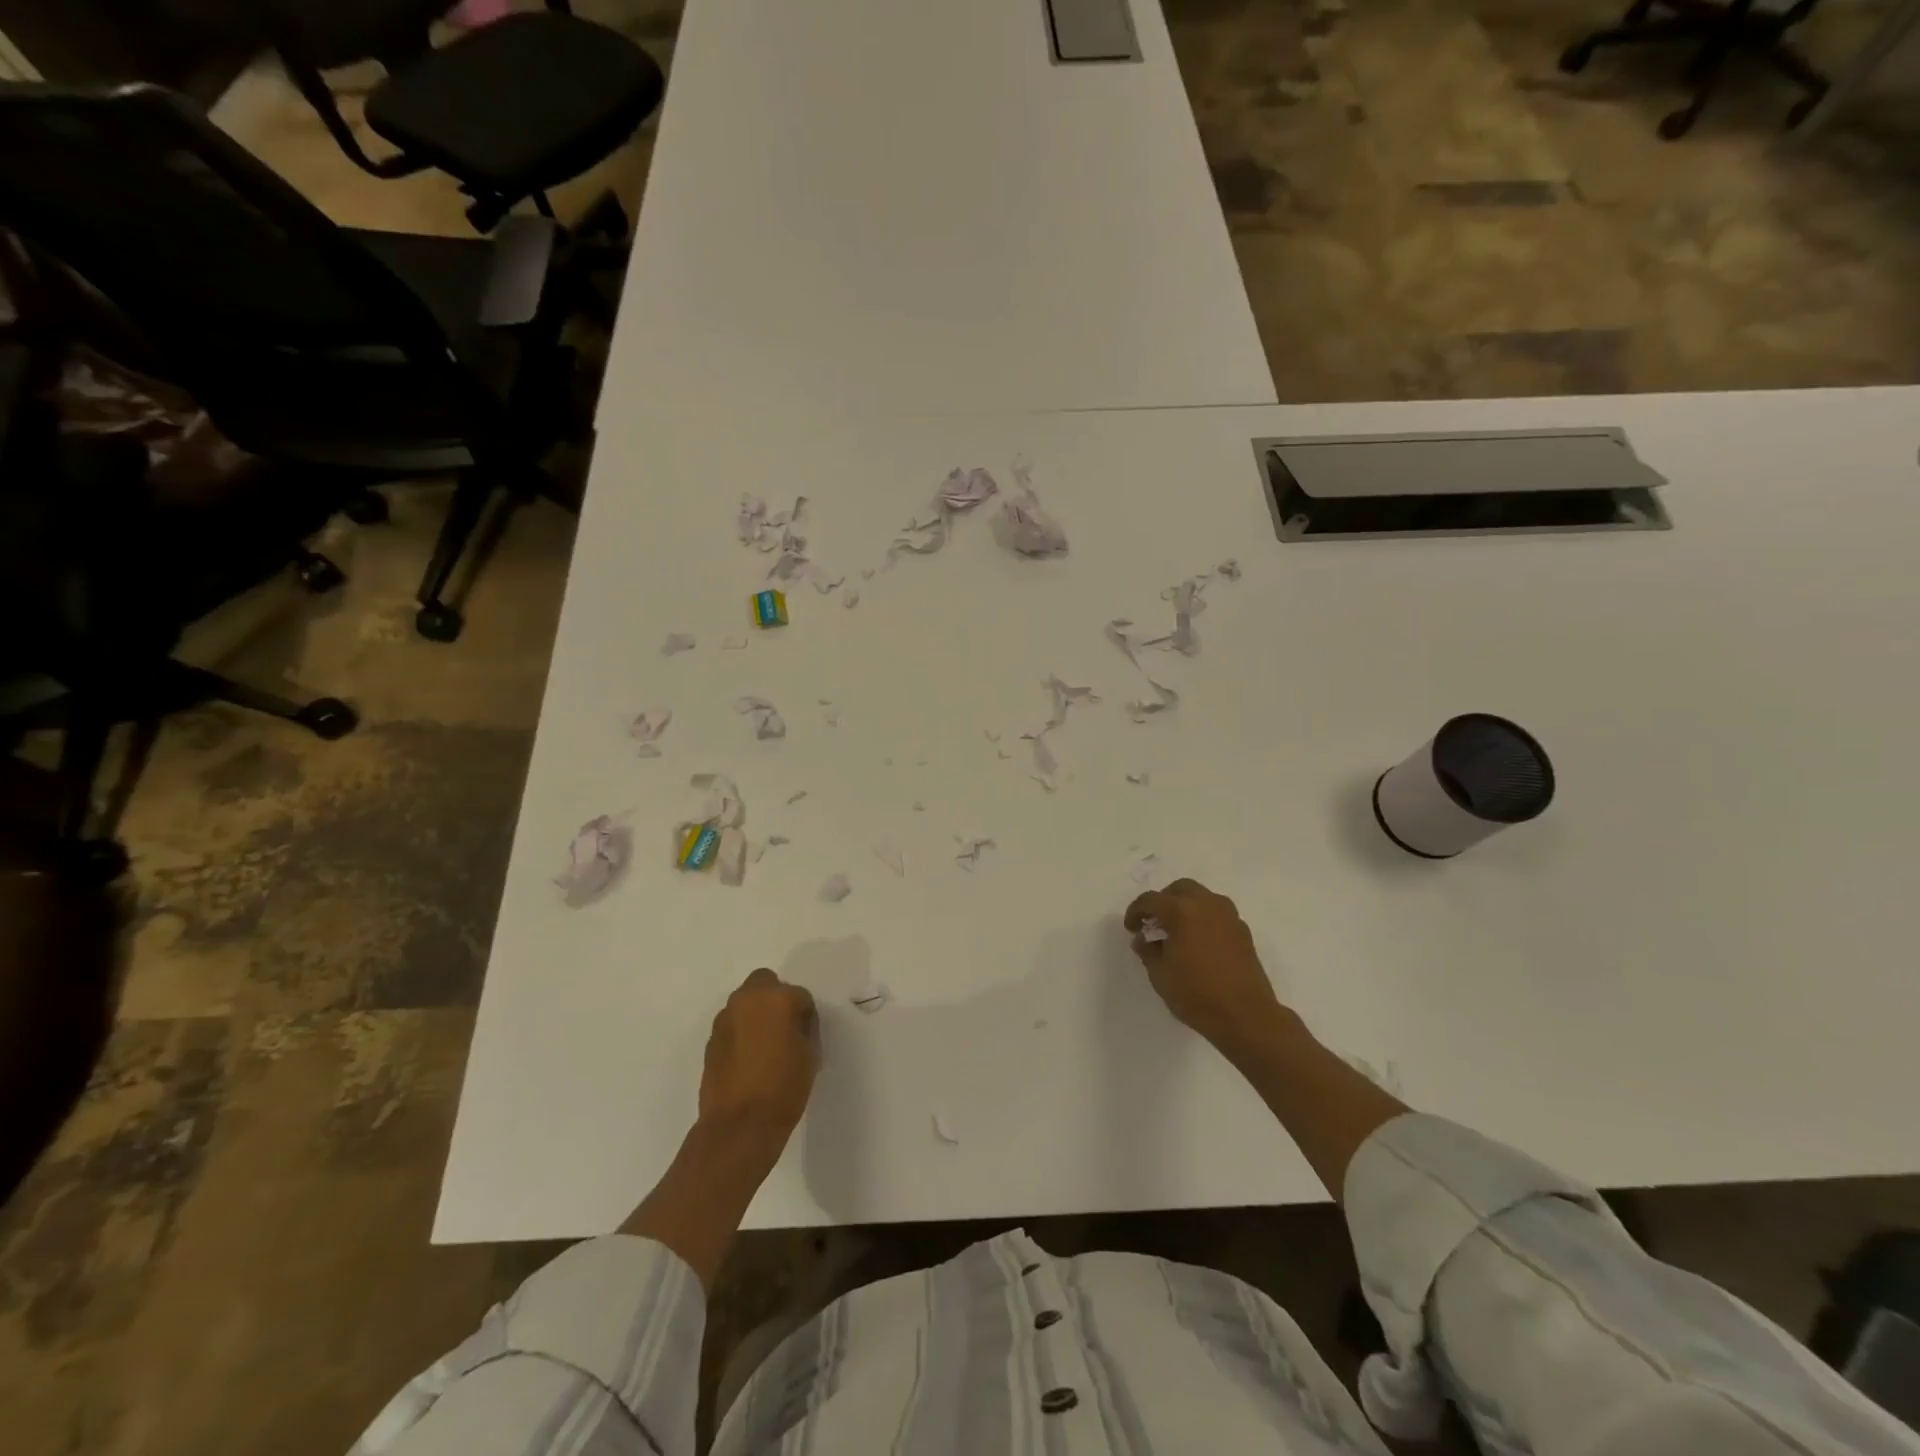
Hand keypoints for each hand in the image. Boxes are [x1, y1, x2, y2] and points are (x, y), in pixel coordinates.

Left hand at [698, 968, 818, 1145]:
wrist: (739, 1126)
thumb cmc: (784, 1088)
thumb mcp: (809, 1055)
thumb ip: (803, 1028)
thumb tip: (795, 1023)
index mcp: (778, 998)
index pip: (800, 995)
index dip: (806, 1016)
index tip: (807, 1035)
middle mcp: (748, 999)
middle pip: (765, 983)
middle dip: (776, 999)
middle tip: (784, 1029)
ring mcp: (725, 1019)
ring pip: (745, 1002)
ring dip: (756, 1014)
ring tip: (764, 1046)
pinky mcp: (711, 1040)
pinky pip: (732, 1025)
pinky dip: (741, 1033)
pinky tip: (748, 1059)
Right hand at [1124, 878, 1287, 1054]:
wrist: (1246, 1015)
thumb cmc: (1196, 994)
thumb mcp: (1160, 975)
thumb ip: (1148, 951)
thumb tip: (1144, 939)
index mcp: (1181, 911)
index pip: (1151, 900)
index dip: (1135, 912)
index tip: (1131, 928)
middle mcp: (1206, 904)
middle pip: (1180, 889)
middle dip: (1163, 901)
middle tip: (1154, 923)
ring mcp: (1228, 916)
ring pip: (1202, 897)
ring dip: (1186, 907)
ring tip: (1178, 932)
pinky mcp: (1243, 931)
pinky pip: (1218, 914)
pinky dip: (1204, 919)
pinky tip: (1199, 943)